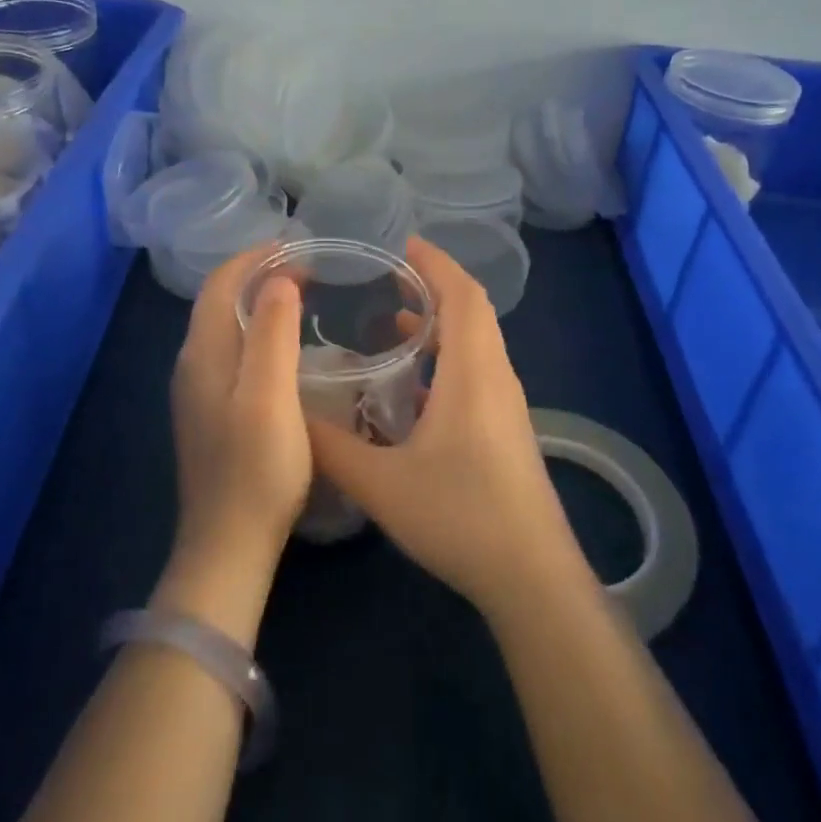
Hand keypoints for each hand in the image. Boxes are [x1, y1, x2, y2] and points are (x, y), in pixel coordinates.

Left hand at [169, 246, 312, 564]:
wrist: (229, 545)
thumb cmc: (257, 468)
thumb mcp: (270, 395)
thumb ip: (271, 333)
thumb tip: (277, 279)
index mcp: (202, 353)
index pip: (220, 283)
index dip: (255, 257)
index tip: (299, 247)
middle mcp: (192, 364)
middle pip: (219, 300)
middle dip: (259, 274)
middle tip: (308, 269)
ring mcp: (199, 391)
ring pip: (225, 326)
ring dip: (258, 302)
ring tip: (301, 296)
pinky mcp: (212, 412)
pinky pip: (232, 351)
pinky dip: (257, 330)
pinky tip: (285, 345)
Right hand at [306, 238, 590, 621]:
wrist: (531, 575)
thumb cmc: (460, 515)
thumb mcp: (380, 483)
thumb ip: (330, 447)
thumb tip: (289, 415)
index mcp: (473, 371)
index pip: (462, 294)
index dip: (435, 263)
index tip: (402, 245)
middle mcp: (496, 376)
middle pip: (472, 312)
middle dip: (434, 287)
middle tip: (390, 279)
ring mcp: (506, 405)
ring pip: (476, 344)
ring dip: (441, 325)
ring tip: (395, 326)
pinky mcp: (505, 430)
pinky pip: (476, 373)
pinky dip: (447, 360)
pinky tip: (412, 390)